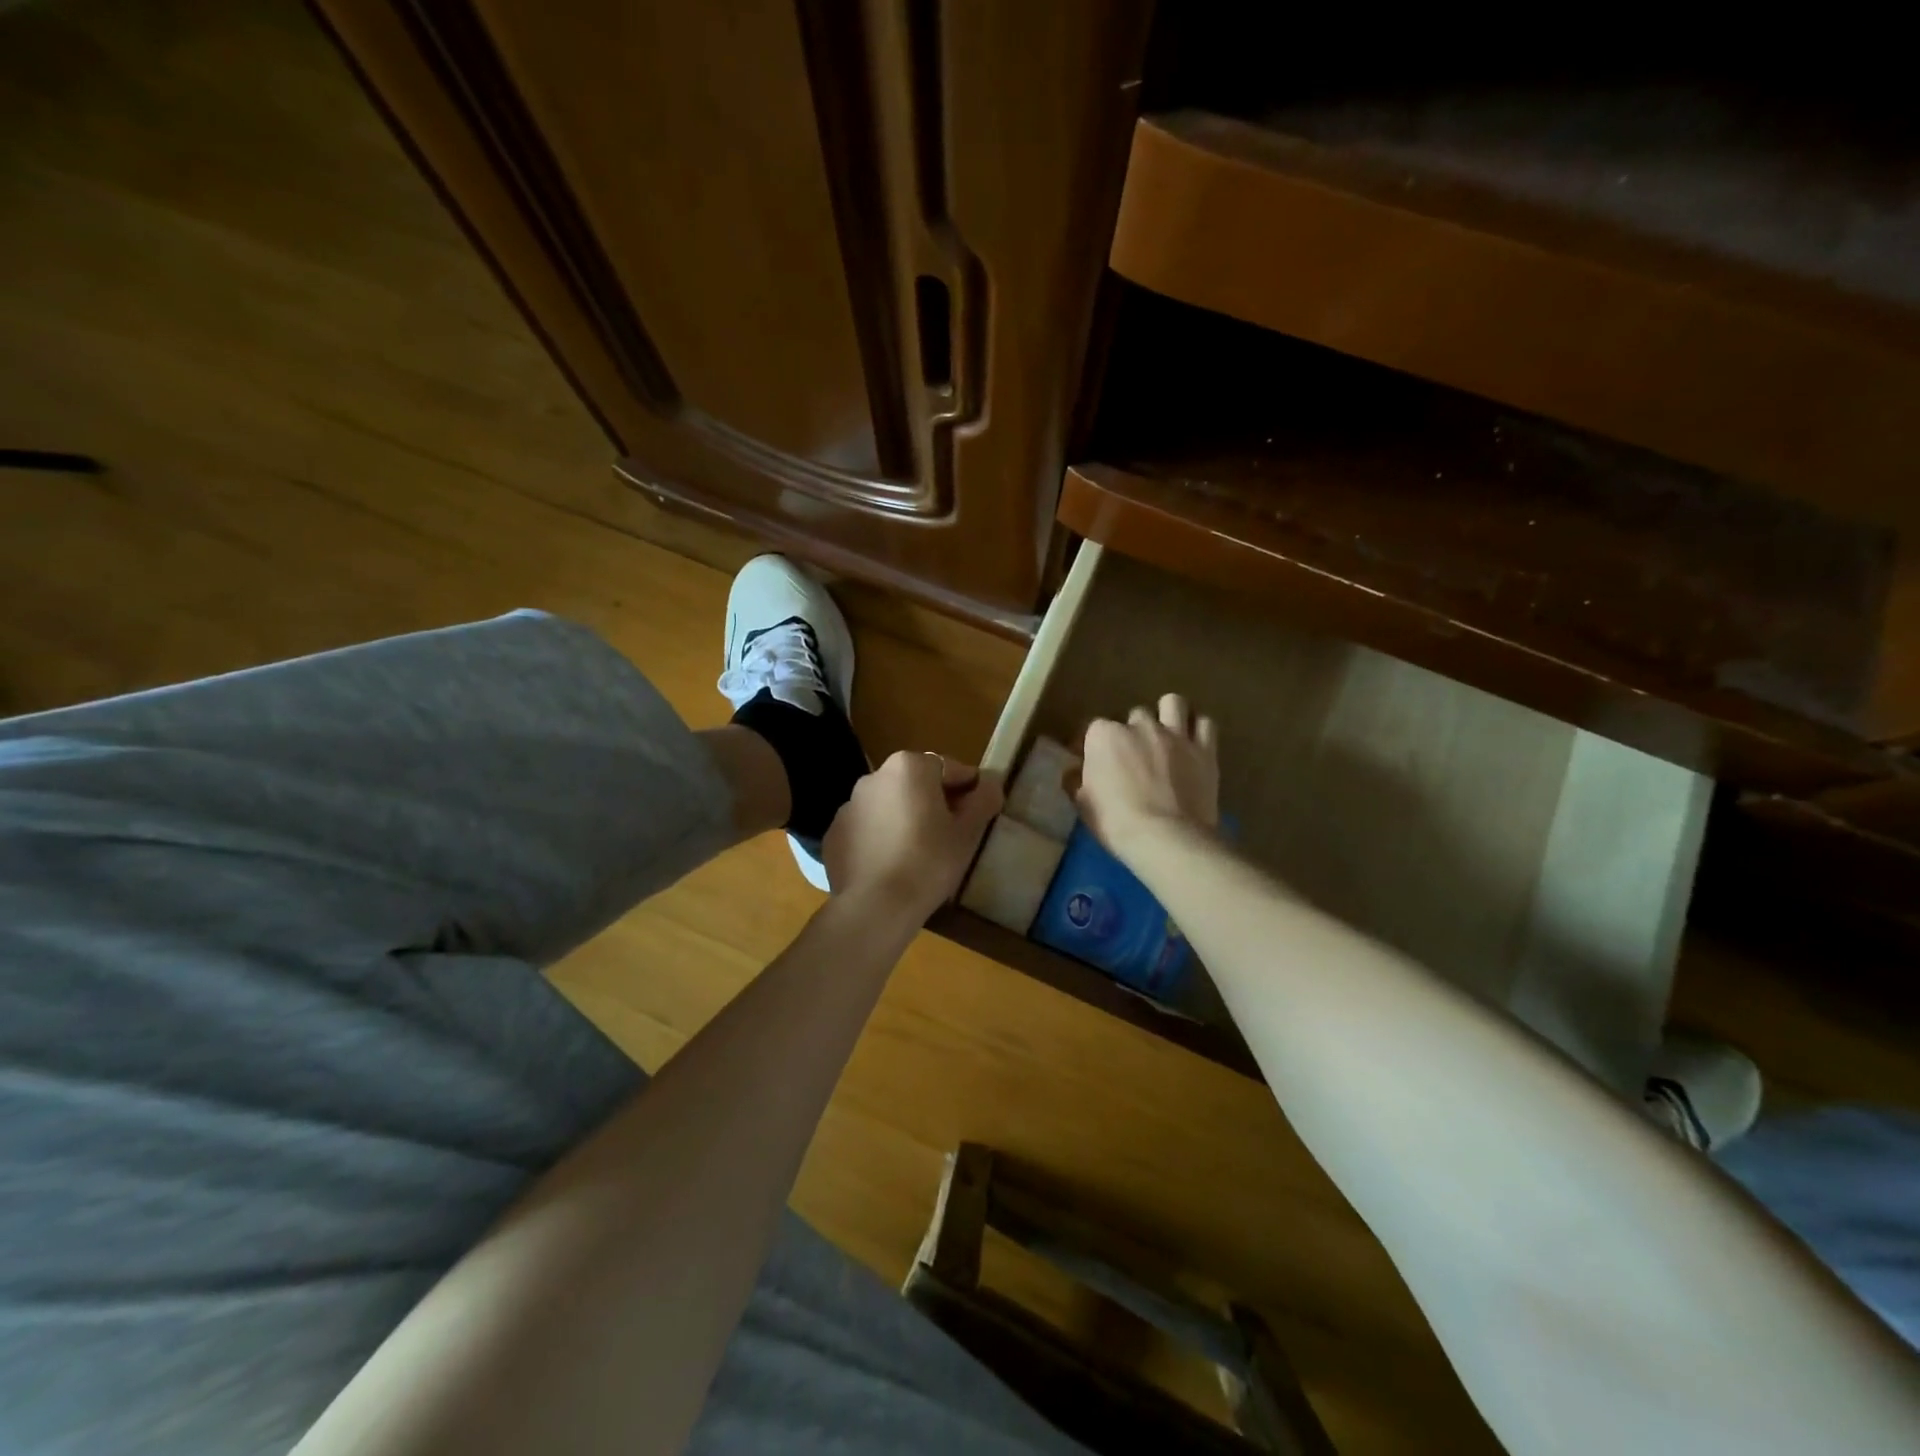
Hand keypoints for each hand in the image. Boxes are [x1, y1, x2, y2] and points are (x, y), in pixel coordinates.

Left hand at [823, 751, 1004, 917]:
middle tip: (950, 834)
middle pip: (915, 783)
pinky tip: (890, 864)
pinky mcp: (833, 833)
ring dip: (903, 818)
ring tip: (917, 853)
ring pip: (888, 805)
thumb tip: (991, 783)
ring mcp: (848, 805)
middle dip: (933, 802)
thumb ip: (983, 800)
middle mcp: (874, 776)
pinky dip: (879, 838)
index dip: (968, 789)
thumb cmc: (929, 862)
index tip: (977, 813)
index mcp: (909, 767)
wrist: (875, 906)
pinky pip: (866, 829)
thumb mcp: (967, 833)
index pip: (950, 769)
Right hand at [1076, 693, 1218, 858]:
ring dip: (1168, 715)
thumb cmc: (1116, 822)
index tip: (1092, 762)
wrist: (1165, 838)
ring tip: (1165, 734)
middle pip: (1134, 716)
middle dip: (1133, 732)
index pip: (1093, 729)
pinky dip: (1198, 730)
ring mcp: (1175, 734)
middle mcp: (1140, 725)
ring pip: (1172, 703)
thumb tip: (1073, 773)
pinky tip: (1193, 743)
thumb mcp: (1084, 804)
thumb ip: (1077, 781)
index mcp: (1104, 736)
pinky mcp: (1205, 749)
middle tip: (1133, 756)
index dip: (1092, 746)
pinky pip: (1205, 724)